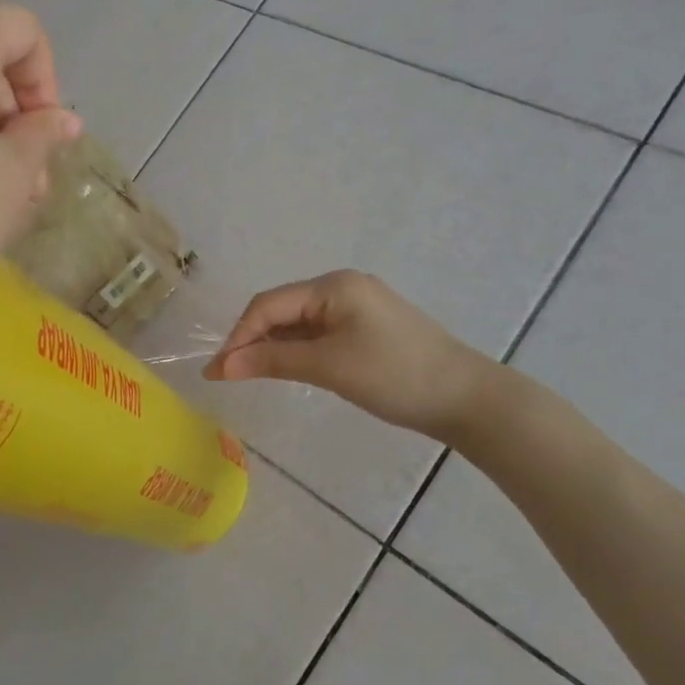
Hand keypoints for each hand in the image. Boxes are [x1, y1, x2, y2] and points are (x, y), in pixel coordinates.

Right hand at [205, 270, 497, 442]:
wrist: (467, 398)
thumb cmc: (395, 376)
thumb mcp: (328, 367)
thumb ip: (272, 361)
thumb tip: (221, 366)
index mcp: (333, 285)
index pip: (268, 304)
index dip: (238, 335)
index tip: (217, 371)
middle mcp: (342, 287)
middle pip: (282, 309)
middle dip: (252, 340)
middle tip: (229, 376)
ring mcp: (357, 306)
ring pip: (300, 323)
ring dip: (273, 346)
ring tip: (251, 375)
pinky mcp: (367, 328)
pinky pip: (319, 333)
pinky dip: (298, 350)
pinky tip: (287, 368)